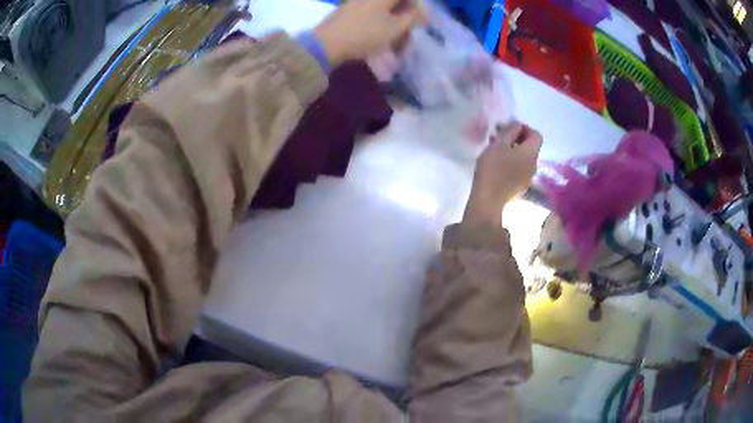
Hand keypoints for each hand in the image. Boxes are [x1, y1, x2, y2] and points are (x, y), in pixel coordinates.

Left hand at [314, 0, 423, 65]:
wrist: (326, 43)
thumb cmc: (365, 35)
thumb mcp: (394, 28)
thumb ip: (411, 17)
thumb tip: (419, 11)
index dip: (418, 6)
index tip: (422, 19)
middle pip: (393, 1)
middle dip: (405, 10)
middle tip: (410, 25)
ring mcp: (356, 1)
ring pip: (381, 5)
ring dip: (392, 15)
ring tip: (395, 30)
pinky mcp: (346, 9)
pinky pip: (369, 9)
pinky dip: (379, 17)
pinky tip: (378, 30)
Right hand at [464, 122, 541, 225]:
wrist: (489, 200)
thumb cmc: (493, 168)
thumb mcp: (499, 143)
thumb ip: (510, 130)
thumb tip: (517, 125)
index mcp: (531, 152)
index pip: (536, 134)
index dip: (524, 128)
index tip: (508, 129)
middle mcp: (534, 164)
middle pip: (531, 146)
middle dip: (517, 139)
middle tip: (500, 138)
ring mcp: (529, 177)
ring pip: (525, 158)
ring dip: (514, 151)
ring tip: (497, 152)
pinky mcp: (522, 186)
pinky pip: (521, 169)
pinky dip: (513, 163)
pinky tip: (499, 166)